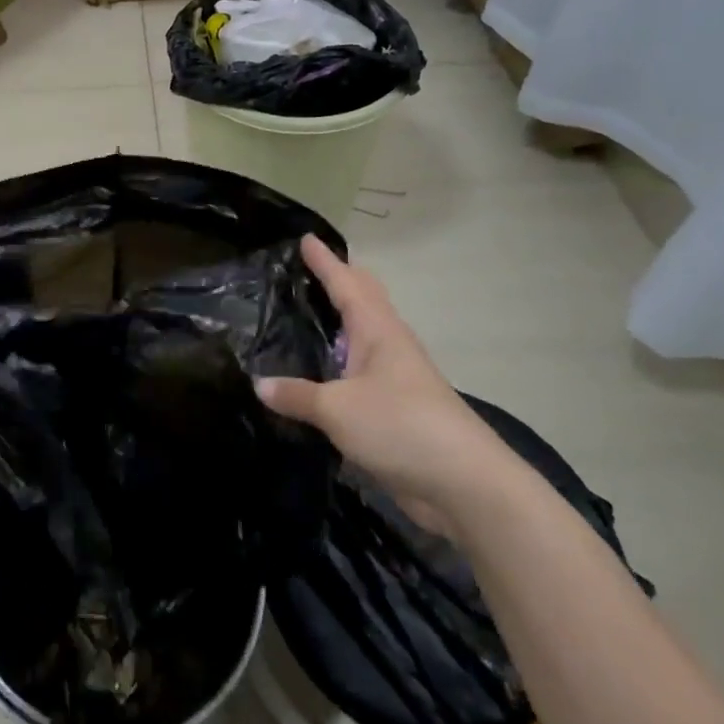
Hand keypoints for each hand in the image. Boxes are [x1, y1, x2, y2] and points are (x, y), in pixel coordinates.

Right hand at [257, 236, 509, 526]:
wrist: (464, 484)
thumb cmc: (401, 426)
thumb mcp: (338, 408)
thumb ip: (297, 395)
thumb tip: (259, 383)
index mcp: (378, 332)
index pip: (346, 284)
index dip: (325, 262)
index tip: (306, 238)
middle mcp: (389, 347)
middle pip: (364, 302)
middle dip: (340, 281)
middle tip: (307, 269)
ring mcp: (395, 379)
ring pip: (362, 338)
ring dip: (339, 323)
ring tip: (306, 315)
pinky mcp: (394, 410)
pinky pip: (358, 373)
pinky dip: (338, 364)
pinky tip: (318, 374)